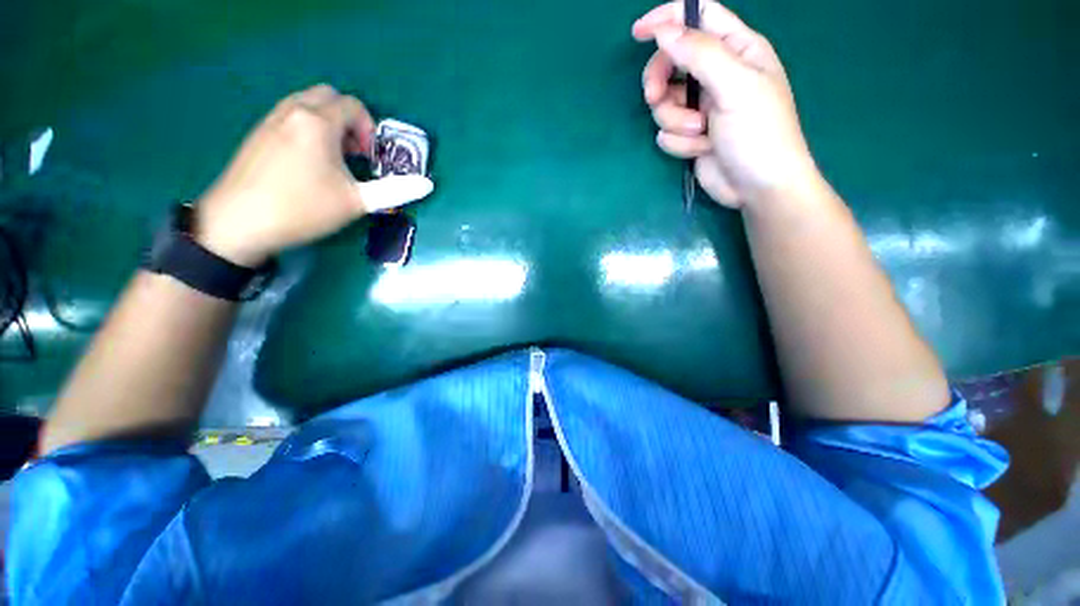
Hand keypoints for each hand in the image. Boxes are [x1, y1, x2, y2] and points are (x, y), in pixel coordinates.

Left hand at [195, 84, 433, 266]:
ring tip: (332, 159)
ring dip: (327, 123)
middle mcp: (293, 111)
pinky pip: (289, 116)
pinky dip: (306, 128)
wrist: (238, 223)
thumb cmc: (303, 209)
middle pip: (328, 96)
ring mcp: (270, 120)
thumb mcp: (357, 202)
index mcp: (318, 122)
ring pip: (306, 104)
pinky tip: (307, 163)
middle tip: (353, 154)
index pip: (353, 105)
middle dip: (348, 120)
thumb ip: (395, 190)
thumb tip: (428, 185)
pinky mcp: (256, 134)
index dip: (369, 130)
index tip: (370, 159)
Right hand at [633, 2, 819, 207]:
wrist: (757, 187)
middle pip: (671, 61)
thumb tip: (663, 31)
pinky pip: (668, 132)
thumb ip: (700, 54)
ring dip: (676, 121)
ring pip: (665, 103)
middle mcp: (717, 74)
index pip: (699, 16)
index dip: (668, 18)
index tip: (639, 33)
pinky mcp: (691, 134)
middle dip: (660, 83)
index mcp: (737, 49)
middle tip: (656, 98)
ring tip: (699, 133)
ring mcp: (702, 106)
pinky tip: (701, 149)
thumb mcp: (735, 86)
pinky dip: (680, 142)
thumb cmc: (758, 132)